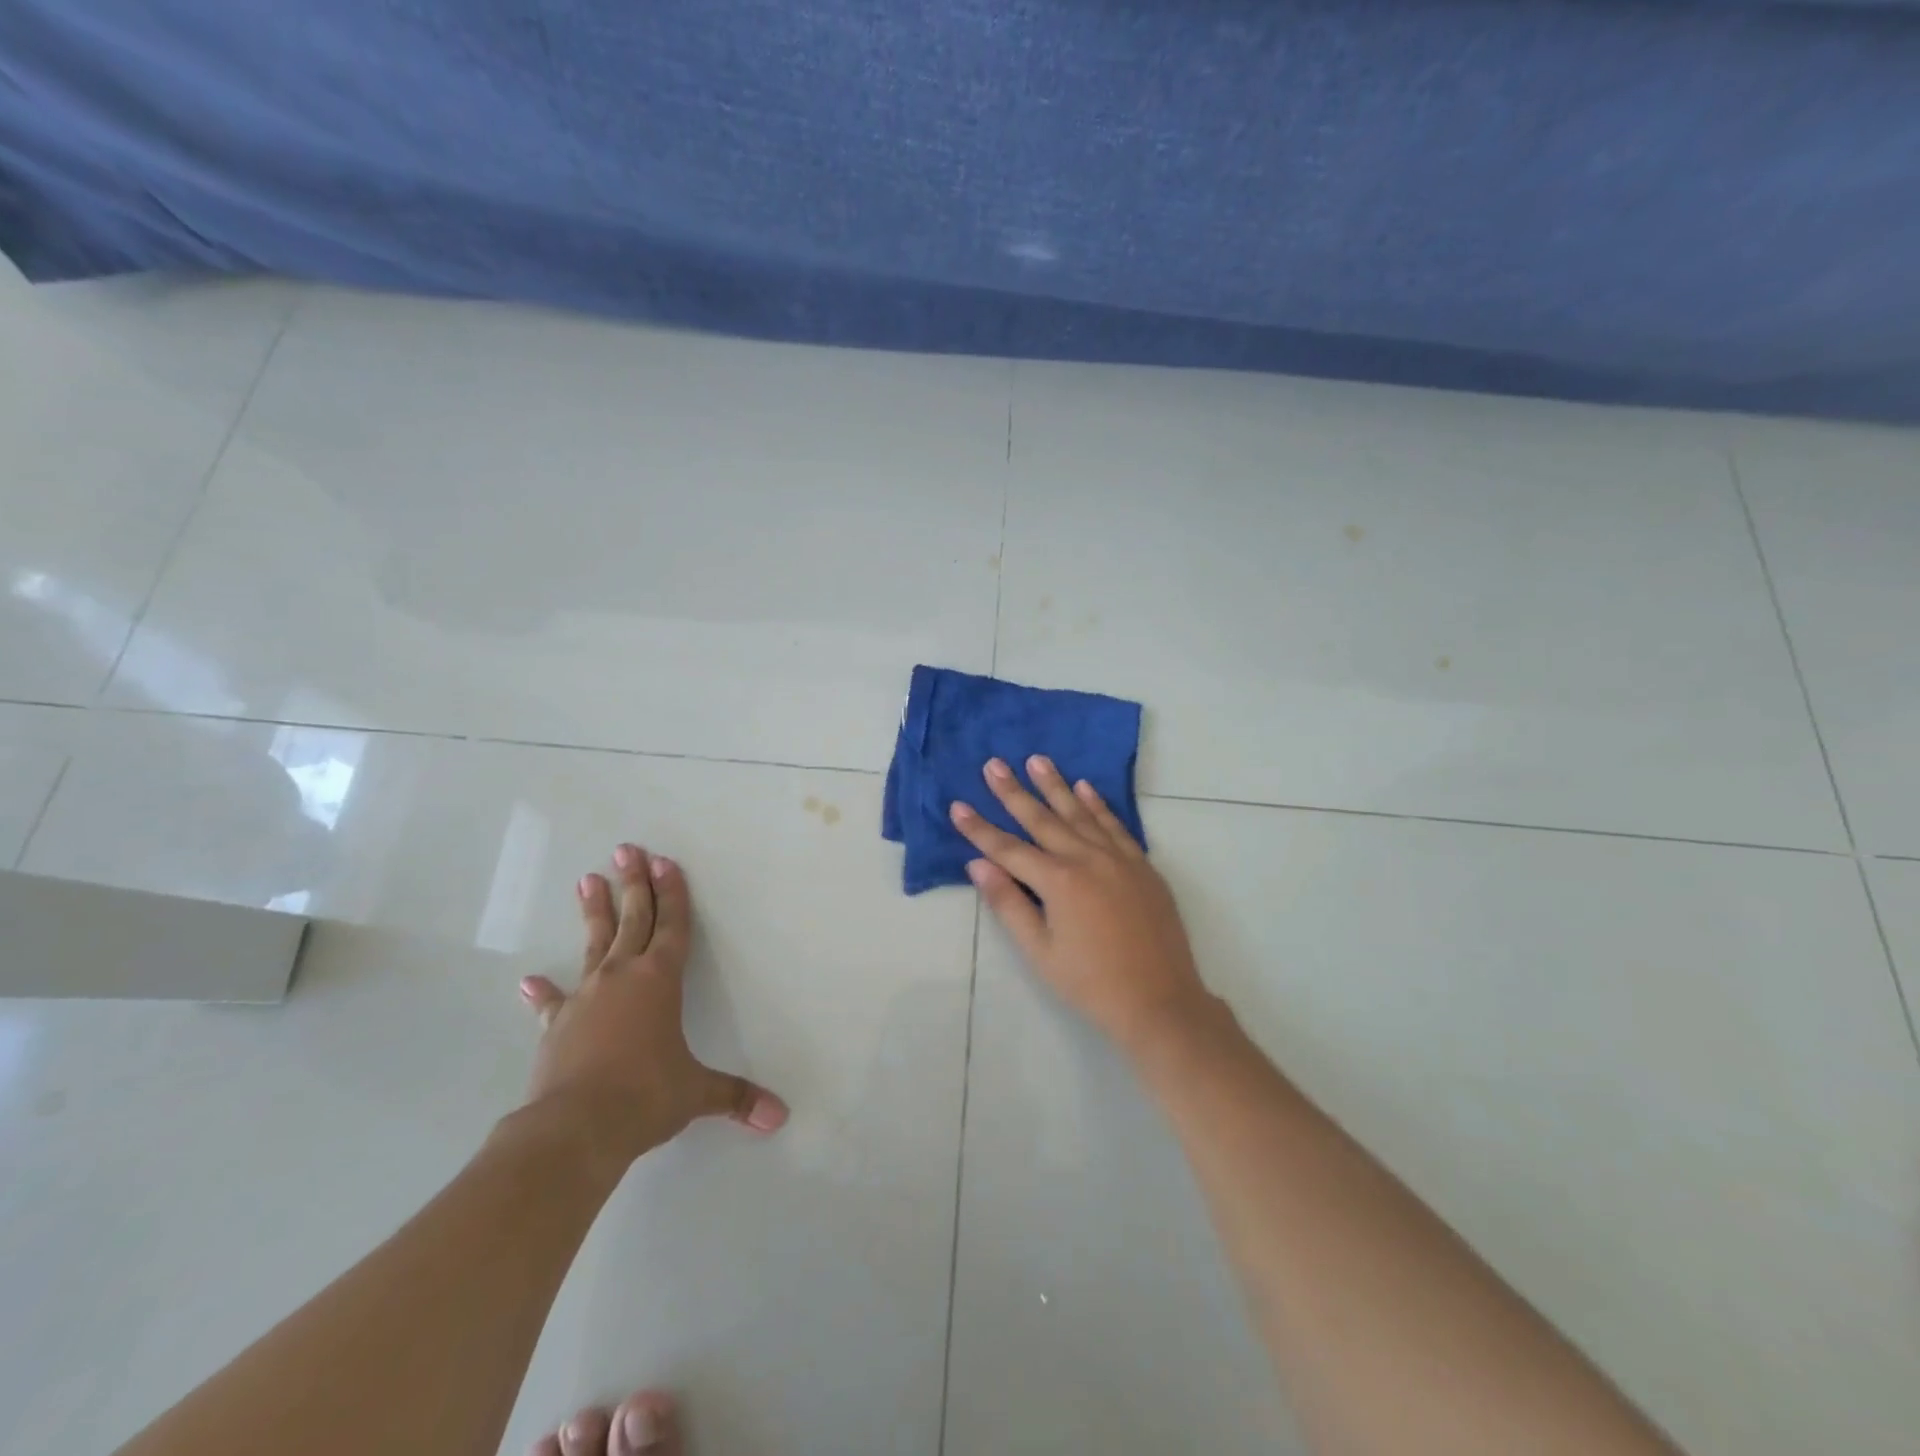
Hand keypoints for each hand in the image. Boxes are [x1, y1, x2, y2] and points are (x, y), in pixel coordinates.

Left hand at [516, 844, 787, 1168]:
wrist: (574, 1129)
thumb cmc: (645, 1095)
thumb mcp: (696, 1093)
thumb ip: (735, 1097)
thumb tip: (779, 1117)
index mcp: (660, 980)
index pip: (672, 925)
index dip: (672, 893)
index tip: (664, 861)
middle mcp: (622, 977)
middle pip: (632, 919)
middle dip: (633, 884)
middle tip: (626, 851)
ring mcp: (585, 998)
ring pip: (594, 945)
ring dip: (594, 913)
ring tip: (588, 881)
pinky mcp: (557, 1026)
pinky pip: (554, 1002)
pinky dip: (544, 992)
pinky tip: (531, 981)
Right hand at [951, 756, 1213, 1055]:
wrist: (1161, 1002)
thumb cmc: (1091, 983)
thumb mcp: (1040, 951)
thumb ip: (1009, 904)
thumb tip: (978, 865)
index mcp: (1058, 881)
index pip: (1008, 848)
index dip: (979, 828)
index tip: (958, 805)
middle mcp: (1087, 859)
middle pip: (1042, 820)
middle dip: (1014, 792)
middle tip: (994, 764)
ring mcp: (1119, 859)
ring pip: (1080, 813)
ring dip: (1056, 786)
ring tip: (1037, 760)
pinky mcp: (1142, 866)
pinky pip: (1115, 826)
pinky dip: (1099, 804)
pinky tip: (1085, 787)